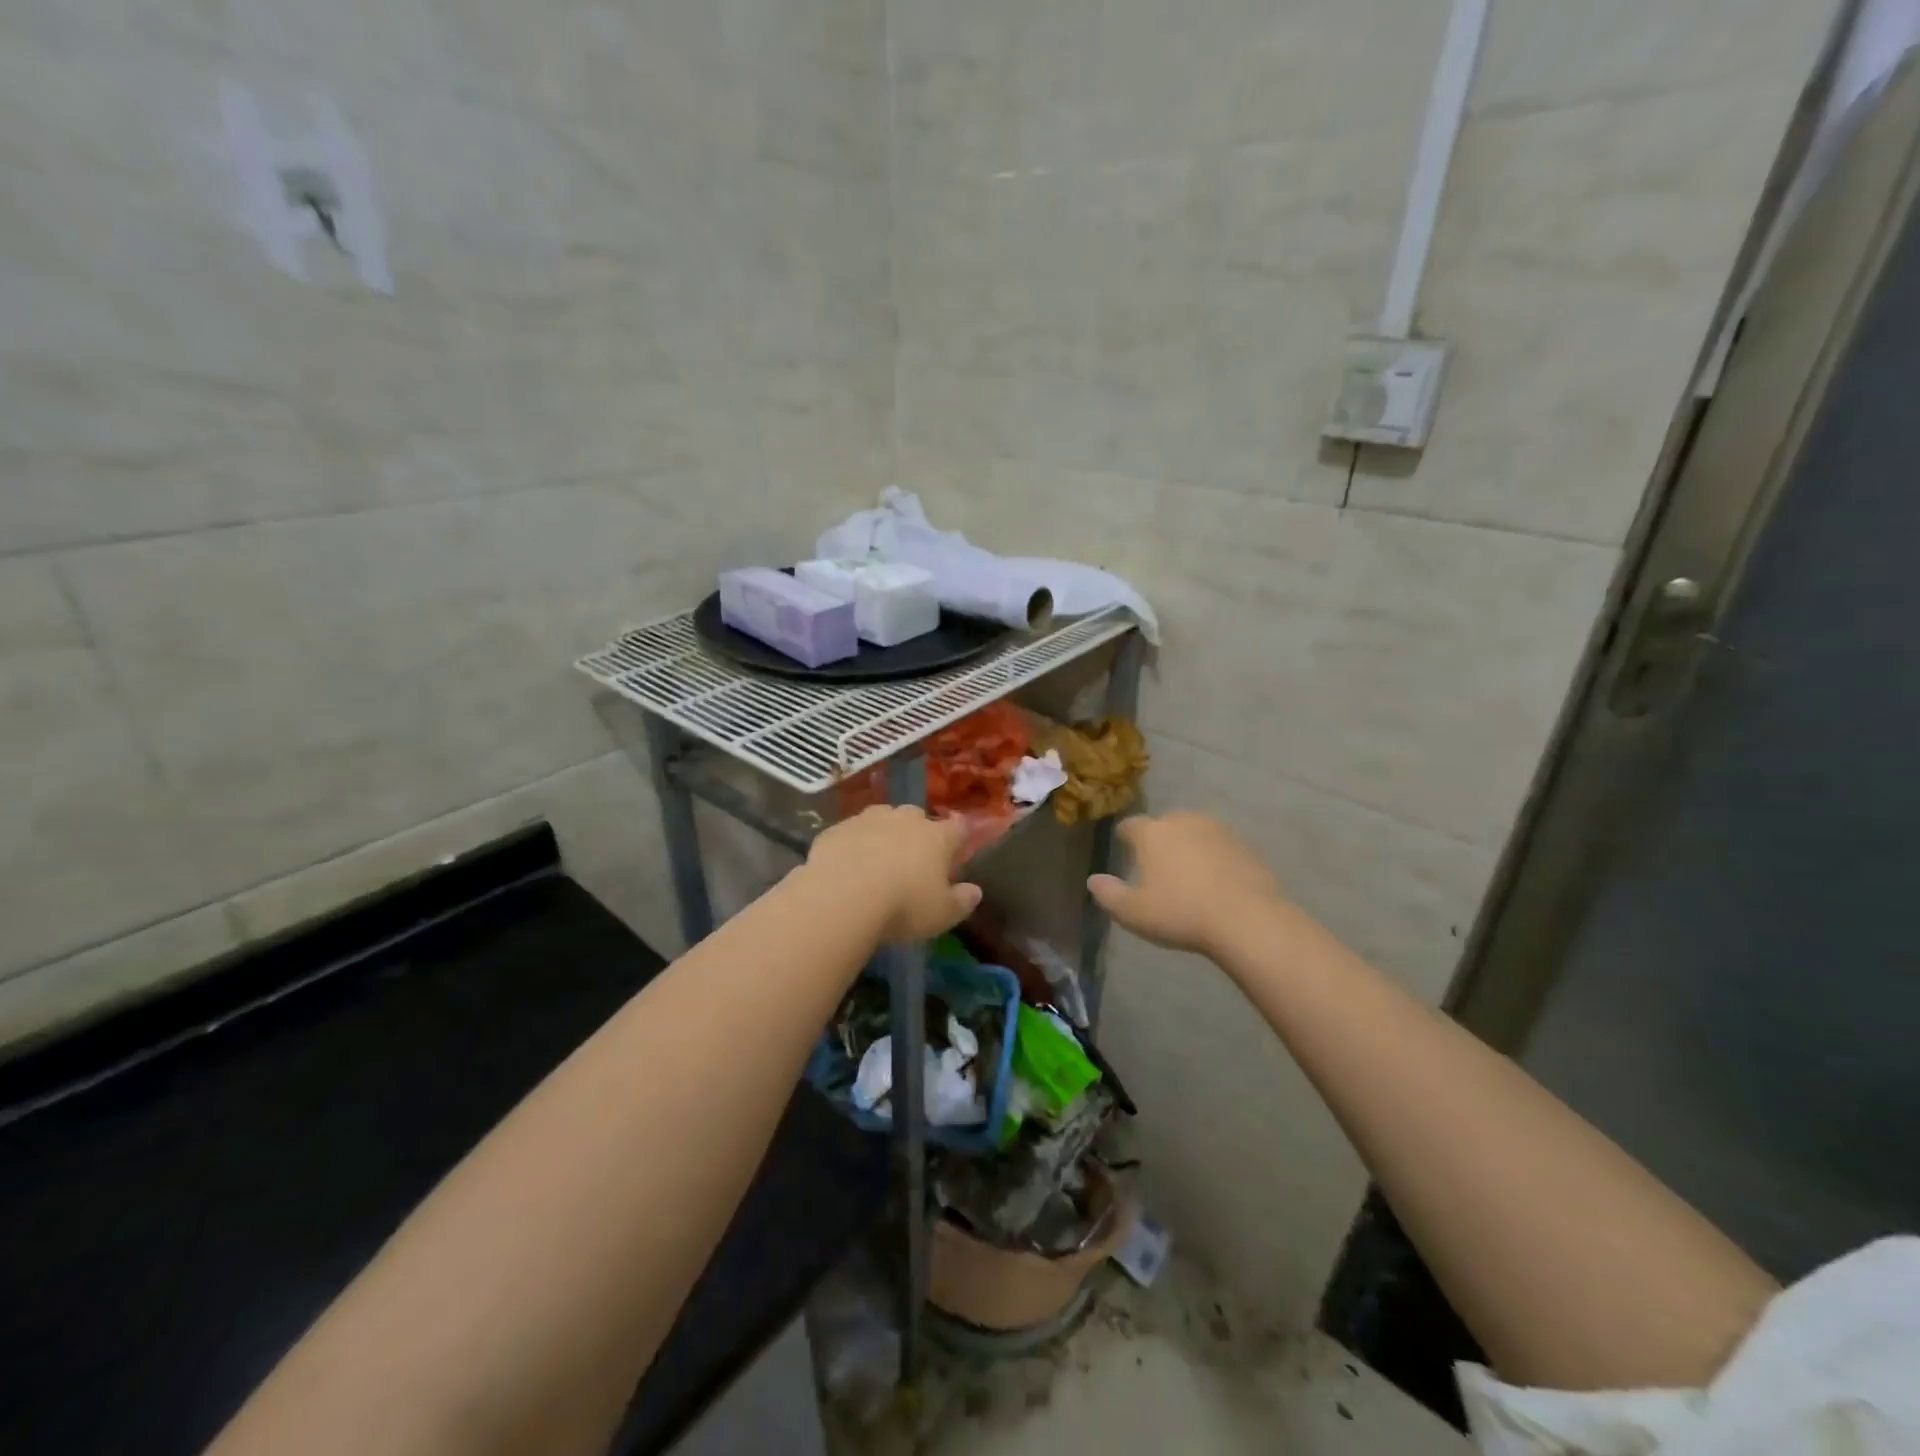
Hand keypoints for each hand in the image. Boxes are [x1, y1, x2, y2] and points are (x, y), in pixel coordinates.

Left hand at [806, 805, 983, 941]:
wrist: (842, 896)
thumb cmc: (903, 905)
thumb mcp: (942, 914)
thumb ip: (962, 901)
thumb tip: (975, 891)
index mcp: (936, 837)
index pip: (957, 827)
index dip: (960, 835)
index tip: (958, 845)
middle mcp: (904, 820)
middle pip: (917, 817)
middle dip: (917, 832)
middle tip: (913, 857)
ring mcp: (868, 820)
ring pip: (882, 818)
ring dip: (883, 833)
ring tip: (878, 858)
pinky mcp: (836, 829)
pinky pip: (850, 833)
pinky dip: (853, 844)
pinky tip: (847, 865)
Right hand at [1088, 812, 1284, 957]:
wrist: (1248, 919)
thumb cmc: (1181, 913)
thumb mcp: (1133, 913)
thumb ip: (1108, 894)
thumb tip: (1093, 880)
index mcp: (1152, 833)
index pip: (1130, 825)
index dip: (1125, 836)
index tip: (1124, 848)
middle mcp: (1183, 821)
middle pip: (1164, 824)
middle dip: (1158, 839)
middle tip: (1156, 864)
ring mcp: (1217, 830)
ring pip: (1194, 831)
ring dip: (1187, 845)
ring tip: (1187, 872)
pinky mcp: (1244, 845)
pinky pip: (1219, 846)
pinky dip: (1213, 857)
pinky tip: (1215, 881)